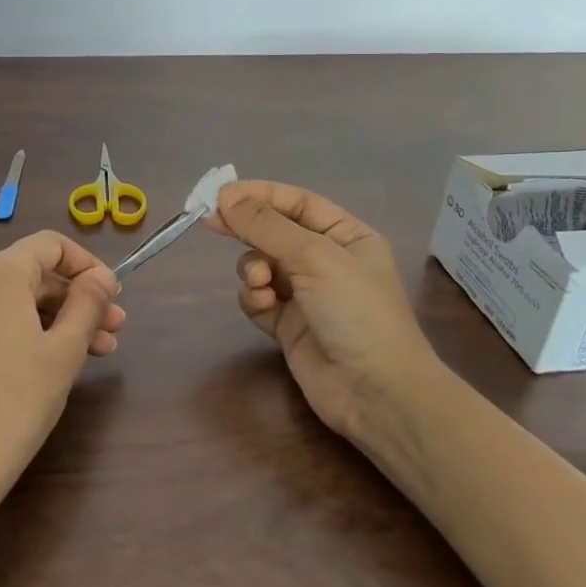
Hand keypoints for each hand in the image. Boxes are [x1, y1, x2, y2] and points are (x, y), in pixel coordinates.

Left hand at [0, 231, 125, 502]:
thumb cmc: (17, 401)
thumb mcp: (64, 349)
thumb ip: (88, 303)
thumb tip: (102, 277)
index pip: (50, 245)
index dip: (87, 264)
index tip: (114, 295)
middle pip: (34, 272)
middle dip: (78, 297)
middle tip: (116, 327)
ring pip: (18, 299)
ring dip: (60, 317)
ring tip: (101, 350)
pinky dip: (31, 329)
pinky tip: (62, 358)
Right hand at [204, 180, 429, 438]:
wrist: (375, 392)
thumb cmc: (356, 312)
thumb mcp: (314, 258)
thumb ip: (267, 226)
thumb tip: (225, 197)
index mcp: (346, 236)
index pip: (296, 203)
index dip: (259, 194)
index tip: (220, 194)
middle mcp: (326, 261)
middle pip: (274, 231)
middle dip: (246, 229)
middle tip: (209, 221)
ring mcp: (306, 294)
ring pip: (260, 264)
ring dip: (253, 269)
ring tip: (260, 283)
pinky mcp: (287, 325)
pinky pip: (258, 298)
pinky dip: (254, 298)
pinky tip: (263, 306)